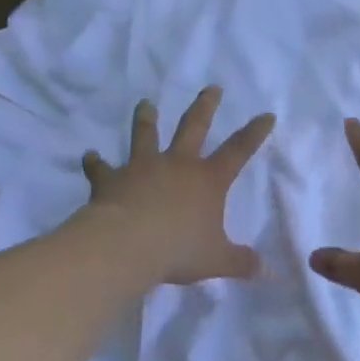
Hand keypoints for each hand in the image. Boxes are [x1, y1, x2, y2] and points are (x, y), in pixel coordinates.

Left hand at [80, 87, 275, 285]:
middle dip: (205, 107)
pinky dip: (94, 162)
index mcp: (208, 180)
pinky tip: (89, 156)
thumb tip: (270, 272)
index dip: (254, 133)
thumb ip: (242, 262)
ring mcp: (142, 167)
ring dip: (146, 119)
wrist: (126, 245)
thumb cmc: (178, 250)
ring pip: (146, 135)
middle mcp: (177, 165)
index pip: (239, 151)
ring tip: (145, 104)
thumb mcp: (217, 260)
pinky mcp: (112, 179)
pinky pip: (101, 169)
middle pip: (194, 127)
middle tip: (212, 88)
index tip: (266, 114)